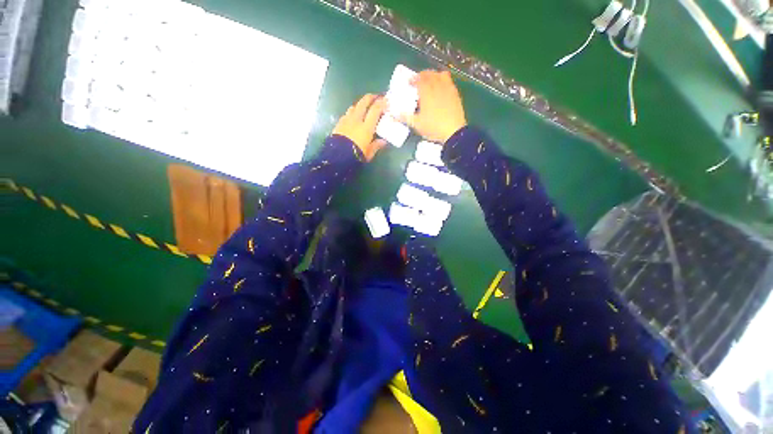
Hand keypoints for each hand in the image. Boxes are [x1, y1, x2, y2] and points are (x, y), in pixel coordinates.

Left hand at [333, 94, 386, 161]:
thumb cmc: (356, 156)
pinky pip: (347, 114)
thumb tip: (384, 141)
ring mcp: (346, 120)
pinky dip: (352, 112)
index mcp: (366, 127)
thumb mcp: (369, 153)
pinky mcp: (339, 123)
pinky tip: (353, 117)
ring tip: (364, 107)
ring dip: (360, 104)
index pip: (375, 110)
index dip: (381, 103)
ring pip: (354, 106)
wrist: (337, 157)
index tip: (386, 101)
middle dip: (371, 97)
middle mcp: (356, 120)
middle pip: (363, 102)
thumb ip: (376, 145)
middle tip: (376, 97)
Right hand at [401, 70, 466, 143]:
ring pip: (441, 75)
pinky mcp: (456, 94)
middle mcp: (437, 87)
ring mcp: (448, 89)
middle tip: (418, 81)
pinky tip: (441, 88)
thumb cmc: (433, 128)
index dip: (413, 79)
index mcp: (426, 92)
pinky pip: (449, 81)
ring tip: (431, 82)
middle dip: (422, 75)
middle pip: (430, 74)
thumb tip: (394, 114)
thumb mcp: (416, 125)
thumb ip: (405, 117)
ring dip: (434, 75)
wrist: (453, 132)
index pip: (419, 79)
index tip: (409, 82)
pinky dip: (444, 81)